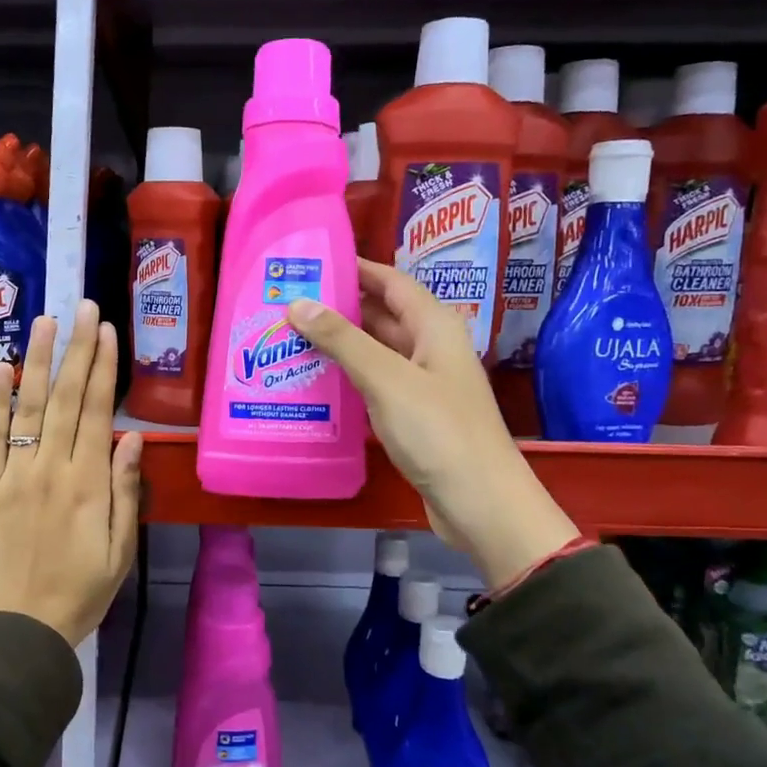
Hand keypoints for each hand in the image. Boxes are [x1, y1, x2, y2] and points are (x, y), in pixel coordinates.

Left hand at [0, 300, 143, 646]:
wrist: (19, 630)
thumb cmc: (81, 593)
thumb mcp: (121, 550)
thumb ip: (126, 491)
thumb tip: (133, 437)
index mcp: (89, 484)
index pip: (98, 412)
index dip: (104, 368)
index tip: (107, 331)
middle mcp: (51, 469)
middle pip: (67, 398)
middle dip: (77, 349)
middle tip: (83, 307)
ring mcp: (12, 475)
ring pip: (29, 407)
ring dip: (39, 360)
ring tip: (46, 320)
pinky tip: (4, 368)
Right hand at [287, 260, 579, 590]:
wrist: (480, 503)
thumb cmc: (438, 431)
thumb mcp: (386, 379)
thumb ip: (343, 339)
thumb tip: (297, 303)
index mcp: (434, 325)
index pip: (391, 281)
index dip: (355, 268)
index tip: (311, 262)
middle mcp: (430, 347)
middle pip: (381, 315)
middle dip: (338, 306)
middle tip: (287, 303)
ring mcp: (423, 383)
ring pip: (375, 351)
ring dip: (339, 344)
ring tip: (289, 338)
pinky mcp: (414, 415)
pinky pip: (375, 384)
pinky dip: (348, 378)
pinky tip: (314, 382)